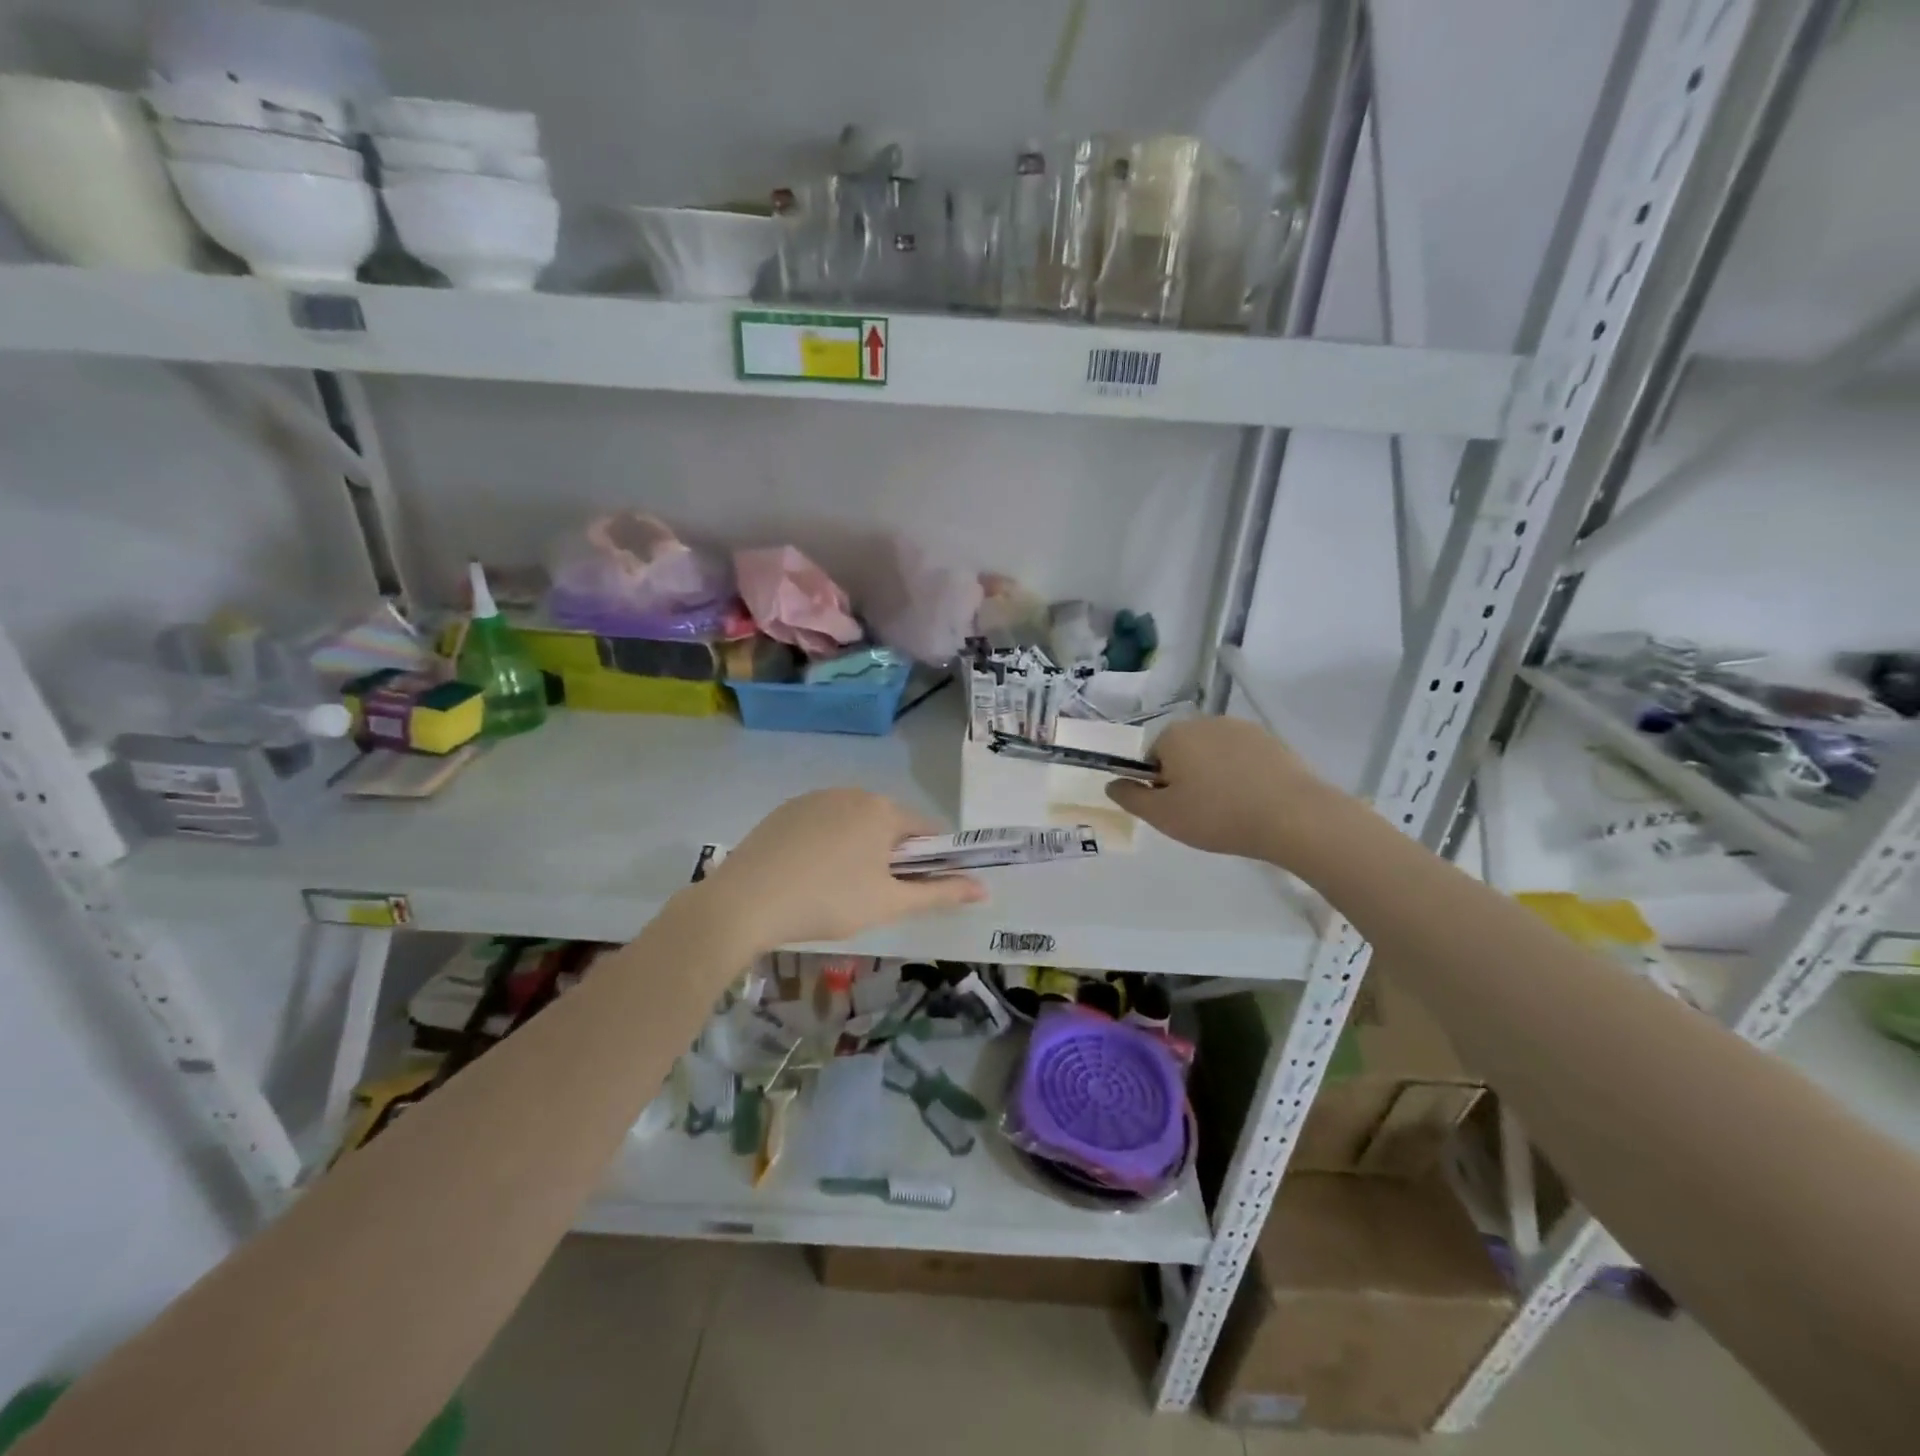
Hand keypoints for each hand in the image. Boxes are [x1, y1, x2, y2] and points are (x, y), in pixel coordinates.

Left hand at [700, 789, 986, 950]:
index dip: (930, 861)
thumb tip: (984, 889)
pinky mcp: (786, 810)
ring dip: (860, 849)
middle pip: (889, 824)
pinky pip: (823, 824)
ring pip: (854, 823)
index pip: (926, 830)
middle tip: (875, 896)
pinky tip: (809, 875)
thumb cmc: (829, 902)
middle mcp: (853, 792)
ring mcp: (815, 798)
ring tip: (839, 889)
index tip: (915, 890)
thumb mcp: (890, 903)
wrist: (745, 902)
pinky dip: (827, 845)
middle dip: (892, 855)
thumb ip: (940, 893)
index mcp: (883, 810)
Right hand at [1105, 717, 1338, 864]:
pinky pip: (1243, 757)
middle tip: (1201, 813)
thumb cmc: (1217, 815)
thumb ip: (1131, 797)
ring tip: (1231, 809)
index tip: (1176, 809)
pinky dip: (1242, 775)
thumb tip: (1111, 784)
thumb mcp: (1163, 816)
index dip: (1159, 785)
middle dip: (1187, 778)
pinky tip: (1254, 800)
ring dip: (1215, 775)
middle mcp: (1204, 722)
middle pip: (1183, 752)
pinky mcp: (1271, 740)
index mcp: (1174, 735)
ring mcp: (1241, 728)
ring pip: (1213, 754)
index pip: (1151, 758)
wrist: (1292, 816)